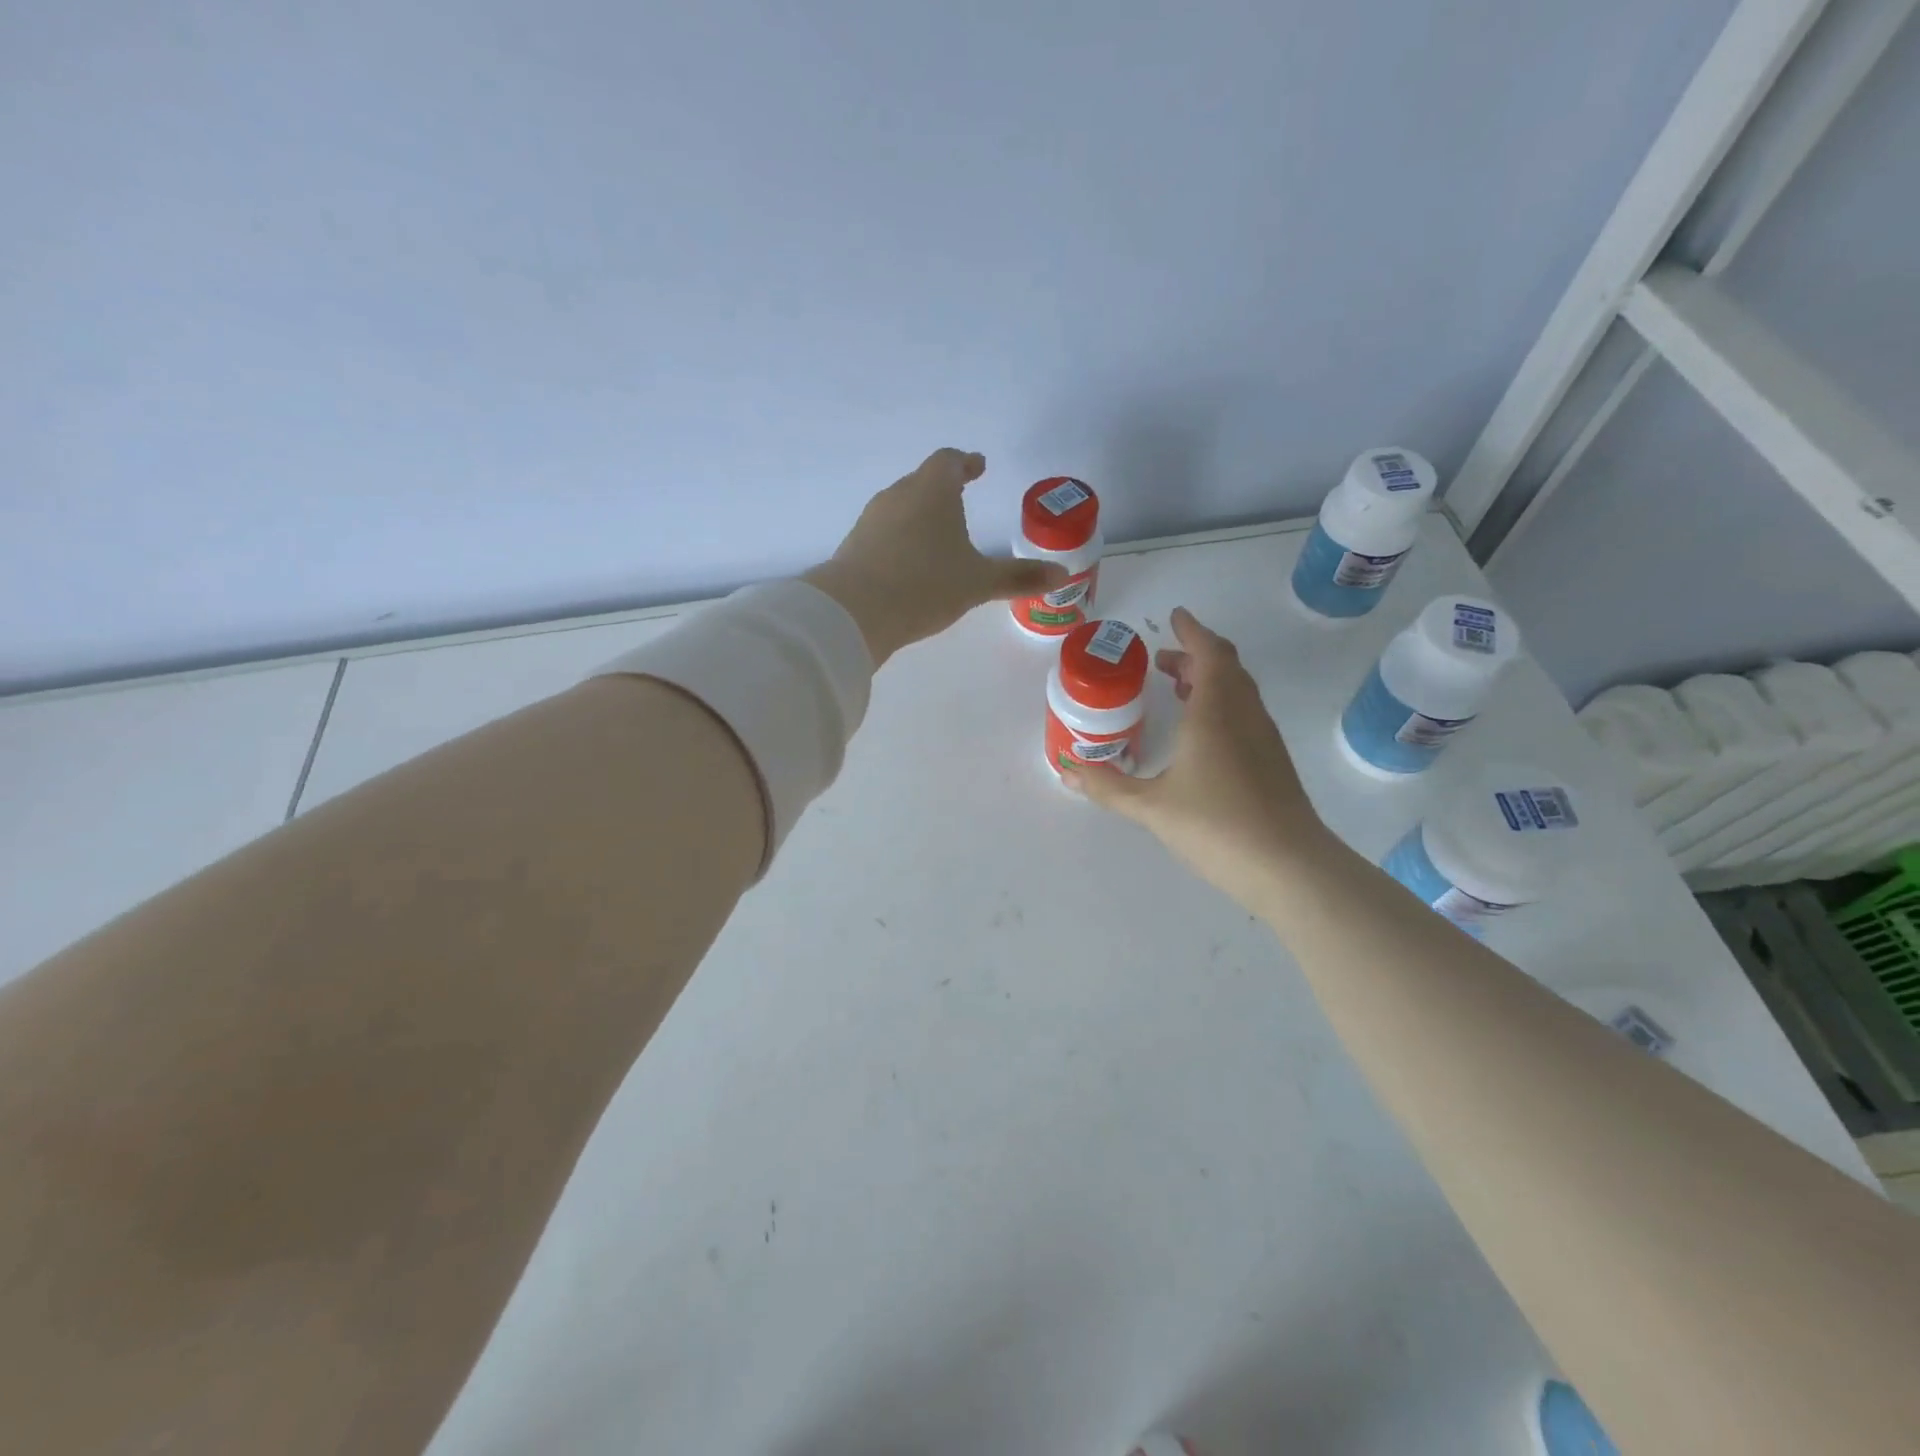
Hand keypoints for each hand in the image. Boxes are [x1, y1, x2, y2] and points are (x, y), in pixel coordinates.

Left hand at [803, 449, 1067, 665]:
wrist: (855, 611)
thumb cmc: (925, 585)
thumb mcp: (978, 583)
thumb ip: (1018, 577)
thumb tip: (1063, 574)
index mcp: (932, 490)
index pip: (949, 461)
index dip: (965, 463)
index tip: (977, 466)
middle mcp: (899, 495)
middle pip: (922, 482)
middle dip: (942, 490)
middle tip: (961, 500)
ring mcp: (871, 519)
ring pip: (901, 507)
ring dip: (920, 516)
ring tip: (937, 537)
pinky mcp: (854, 545)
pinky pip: (884, 533)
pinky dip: (900, 540)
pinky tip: (908, 565)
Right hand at [1062, 608, 1330, 912]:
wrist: (1289, 867)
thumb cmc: (1216, 825)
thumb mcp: (1151, 807)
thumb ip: (1108, 787)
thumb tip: (1068, 771)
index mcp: (1215, 712)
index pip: (1210, 653)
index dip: (1193, 632)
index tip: (1175, 617)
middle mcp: (1244, 716)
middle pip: (1227, 667)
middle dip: (1196, 656)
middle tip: (1164, 660)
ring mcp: (1264, 739)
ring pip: (1239, 691)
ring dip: (1211, 680)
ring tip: (1179, 689)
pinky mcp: (1273, 763)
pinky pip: (1245, 714)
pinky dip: (1222, 705)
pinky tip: (1201, 735)